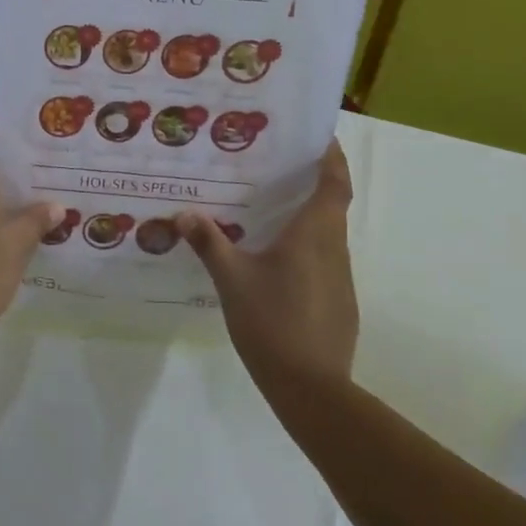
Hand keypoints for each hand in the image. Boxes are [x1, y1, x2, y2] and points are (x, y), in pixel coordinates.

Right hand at [179, 140, 358, 387]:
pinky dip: (306, 249)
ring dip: (308, 218)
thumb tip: (184, 214)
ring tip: (270, 211)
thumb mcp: (231, 279)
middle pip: (332, 206)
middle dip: (312, 183)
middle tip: (277, 168)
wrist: (311, 388)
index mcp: (314, 234)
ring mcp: (341, 279)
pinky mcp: (339, 304)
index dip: (332, 157)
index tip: (321, 137)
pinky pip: (324, 262)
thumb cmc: (272, 321)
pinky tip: (276, 263)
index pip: (335, 183)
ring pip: (327, 236)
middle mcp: (334, 249)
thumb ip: (209, 243)